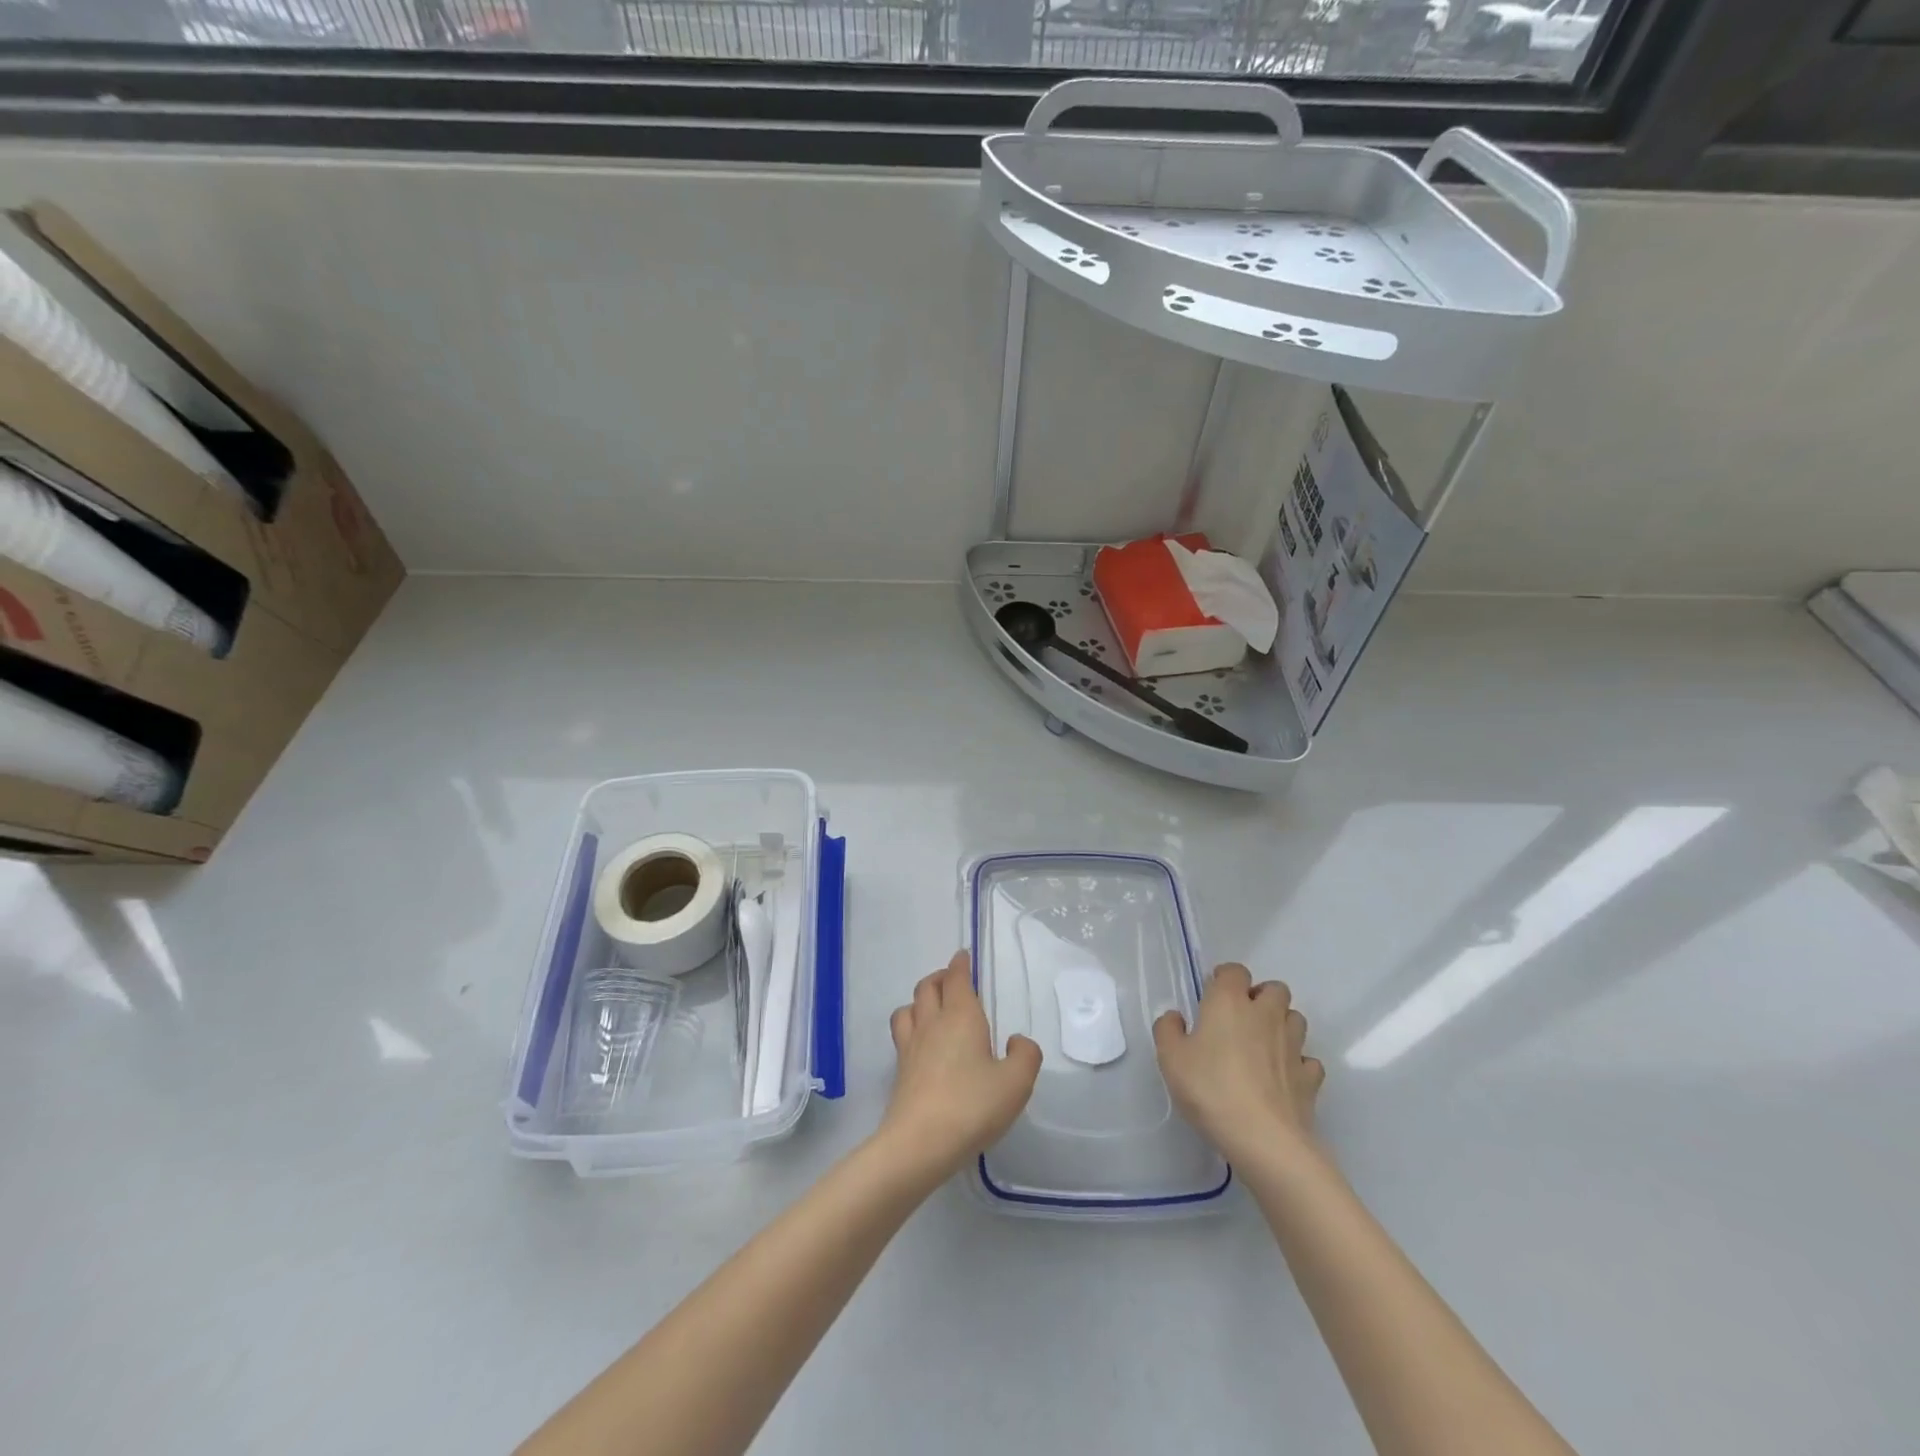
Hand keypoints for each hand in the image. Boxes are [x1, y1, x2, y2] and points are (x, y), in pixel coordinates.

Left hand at [881, 951, 1041, 1180]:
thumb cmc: (972, 1106)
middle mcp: (932, 1023)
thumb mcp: (1016, 1083)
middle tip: (953, 981)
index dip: (960, 964)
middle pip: (928, 986)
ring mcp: (911, 1046)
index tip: (964, 956)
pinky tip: (923, 1044)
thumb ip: (1026, 1055)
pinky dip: (911, 1026)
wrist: (920, 1143)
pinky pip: (902, 1034)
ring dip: (921, 1000)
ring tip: (933, 1008)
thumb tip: (1016, 1041)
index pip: (956, 977)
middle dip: (940, 977)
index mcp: (961, 1016)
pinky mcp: (900, 1071)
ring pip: (909, 1007)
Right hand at [1154, 965, 1323, 1165]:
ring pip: (1296, 1019)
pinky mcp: (1310, 1077)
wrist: (1264, 1139)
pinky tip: (1282, 1077)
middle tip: (1240, 1019)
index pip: (1235, 971)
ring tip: (1262, 1046)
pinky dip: (1297, 1062)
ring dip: (1282, 1024)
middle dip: (1261, 996)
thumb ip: (1168, 1030)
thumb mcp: (1170, 1058)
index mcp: (1229, 1002)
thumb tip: (1176, 1017)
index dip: (1225, 978)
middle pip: (1275, 989)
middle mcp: (1265, 1015)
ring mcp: (1293, 1045)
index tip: (1212, 996)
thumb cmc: (1211, 1089)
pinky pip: (1308, 1059)